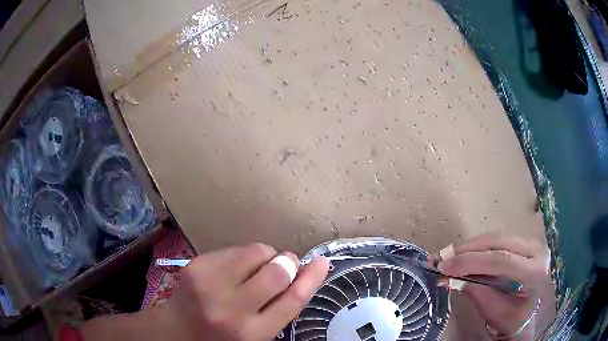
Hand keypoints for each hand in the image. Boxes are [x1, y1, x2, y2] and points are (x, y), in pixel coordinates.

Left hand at [161, 243, 328, 340]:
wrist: (178, 331)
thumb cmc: (223, 337)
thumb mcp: (257, 334)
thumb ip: (280, 309)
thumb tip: (304, 274)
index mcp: (253, 333)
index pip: (293, 300)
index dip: (312, 278)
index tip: (322, 261)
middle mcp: (232, 309)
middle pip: (277, 272)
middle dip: (287, 264)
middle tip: (284, 266)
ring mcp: (210, 284)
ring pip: (257, 252)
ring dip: (266, 256)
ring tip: (256, 269)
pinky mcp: (197, 265)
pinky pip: (236, 248)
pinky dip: (244, 256)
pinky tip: (234, 269)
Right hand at [437, 233, 555, 339]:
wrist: (538, 318)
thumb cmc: (519, 322)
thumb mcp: (499, 316)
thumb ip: (480, 296)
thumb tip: (454, 280)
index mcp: (534, 270)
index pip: (500, 260)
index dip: (470, 262)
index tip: (444, 267)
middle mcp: (536, 250)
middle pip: (499, 242)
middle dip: (468, 249)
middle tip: (442, 257)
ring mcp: (532, 244)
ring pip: (499, 238)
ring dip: (472, 246)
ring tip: (450, 255)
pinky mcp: (526, 246)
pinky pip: (501, 241)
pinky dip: (481, 247)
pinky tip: (466, 254)